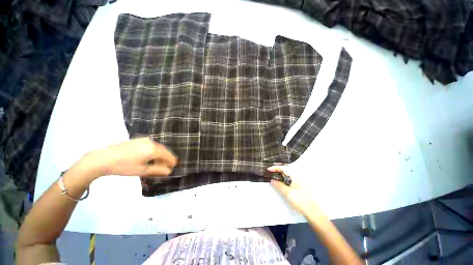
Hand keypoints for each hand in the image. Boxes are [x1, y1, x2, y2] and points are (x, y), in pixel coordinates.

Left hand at [82, 137, 177, 177]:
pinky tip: (149, 158)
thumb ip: (158, 170)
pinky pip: (151, 146)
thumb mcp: (142, 170)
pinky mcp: (138, 140)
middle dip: (166, 159)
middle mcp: (152, 142)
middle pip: (164, 151)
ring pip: (158, 148)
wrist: (102, 159)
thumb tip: (169, 171)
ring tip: (157, 164)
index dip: (172, 162)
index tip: (172, 168)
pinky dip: (154, 152)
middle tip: (165, 167)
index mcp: (154, 149)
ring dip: (160, 155)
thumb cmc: (124, 166)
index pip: (168, 155)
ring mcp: (145, 140)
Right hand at [268, 165, 324, 219]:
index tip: (269, 169)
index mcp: (296, 176)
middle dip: (278, 170)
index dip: (275, 168)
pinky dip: (285, 178)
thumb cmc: (301, 201)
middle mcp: (299, 176)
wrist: (314, 212)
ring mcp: (301, 181)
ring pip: (289, 174)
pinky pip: (291, 179)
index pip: (284, 168)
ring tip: (275, 176)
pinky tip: (282, 182)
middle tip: (271, 171)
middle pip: (287, 170)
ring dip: (281, 174)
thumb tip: (272, 180)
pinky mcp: (301, 186)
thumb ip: (279, 185)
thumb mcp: (288, 193)